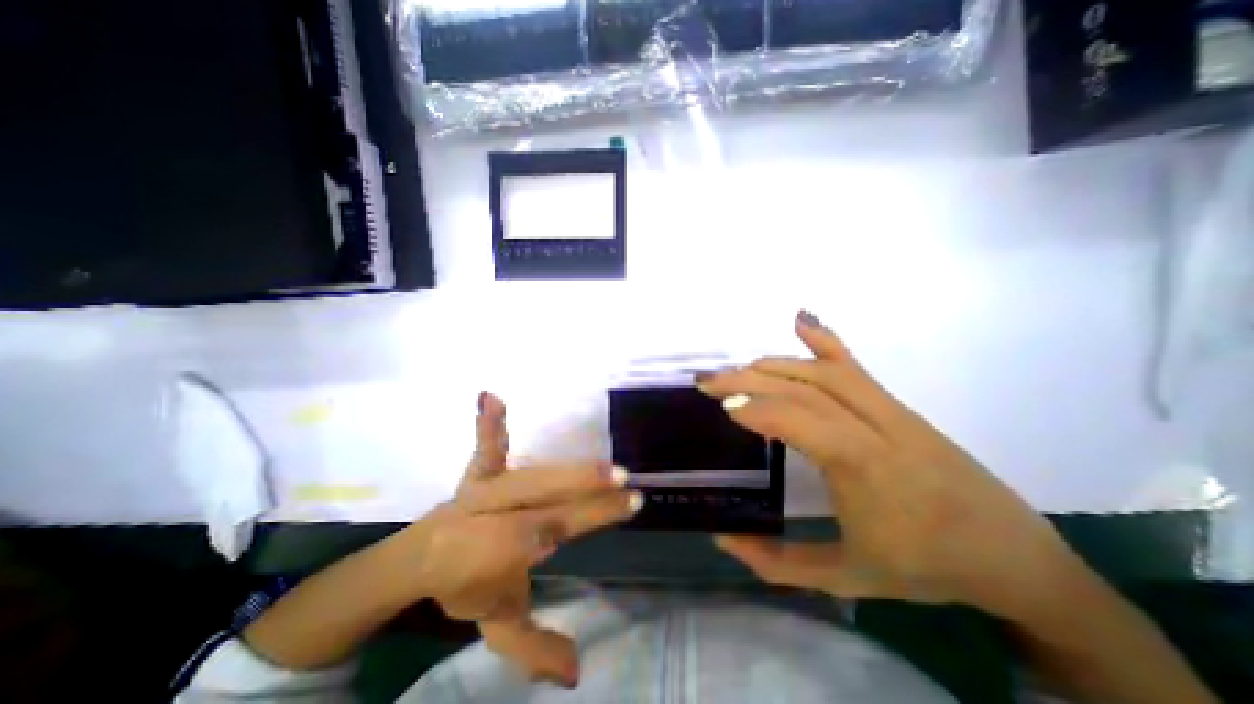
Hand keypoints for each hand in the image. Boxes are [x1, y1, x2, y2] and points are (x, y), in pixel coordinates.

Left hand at [403, 392, 638, 690]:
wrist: (421, 558)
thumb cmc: (465, 585)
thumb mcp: (499, 623)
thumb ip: (535, 646)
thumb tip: (578, 674)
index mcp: (505, 549)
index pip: (561, 528)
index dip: (597, 516)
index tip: (631, 502)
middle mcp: (497, 515)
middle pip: (549, 500)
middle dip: (589, 490)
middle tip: (624, 480)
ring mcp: (485, 489)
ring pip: (532, 475)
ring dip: (569, 468)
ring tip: (602, 461)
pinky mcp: (478, 472)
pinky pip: (486, 447)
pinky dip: (490, 423)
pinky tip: (490, 396)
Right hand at [700, 310, 1082, 618]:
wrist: (1015, 558)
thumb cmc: (927, 569)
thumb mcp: (846, 578)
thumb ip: (777, 562)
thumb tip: (723, 537)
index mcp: (865, 468)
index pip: (800, 420)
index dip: (757, 409)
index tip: (721, 406)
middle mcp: (877, 427)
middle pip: (804, 387)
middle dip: (750, 379)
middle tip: (710, 380)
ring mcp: (891, 410)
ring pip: (824, 371)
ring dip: (775, 364)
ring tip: (739, 369)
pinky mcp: (898, 405)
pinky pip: (856, 365)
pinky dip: (825, 340)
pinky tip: (801, 321)